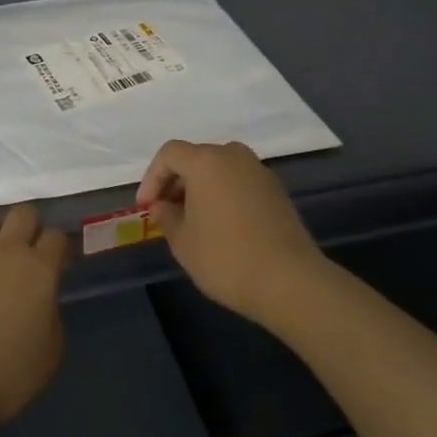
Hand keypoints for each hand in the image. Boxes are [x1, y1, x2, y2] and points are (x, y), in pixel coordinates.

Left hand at [0, 204, 68, 429]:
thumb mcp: (50, 353)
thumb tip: (44, 302)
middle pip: (24, 213)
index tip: (60, 261)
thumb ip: (52, 317)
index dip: (61, 246)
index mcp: (40, 269)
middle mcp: (8, 250)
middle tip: (30, 249)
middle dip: (30, 225)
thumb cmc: (7, 370)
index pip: (57, 236)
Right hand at [137, 139, 326, 325]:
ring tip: (192, 218)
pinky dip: (224, 193)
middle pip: (196, 157)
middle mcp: (233, 156)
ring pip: (219, 168)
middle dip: (176, 181)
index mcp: (206, 161)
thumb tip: (161, 206)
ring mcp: (258, 171)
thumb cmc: (226, 258)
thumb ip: (166, 217)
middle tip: (166, 211)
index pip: (169, 154)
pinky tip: (222, 224)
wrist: (290, 281)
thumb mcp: (183, 242)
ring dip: (201, 187)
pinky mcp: (276, 190)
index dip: (152, 177)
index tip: (146, 206)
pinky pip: (239, 181)